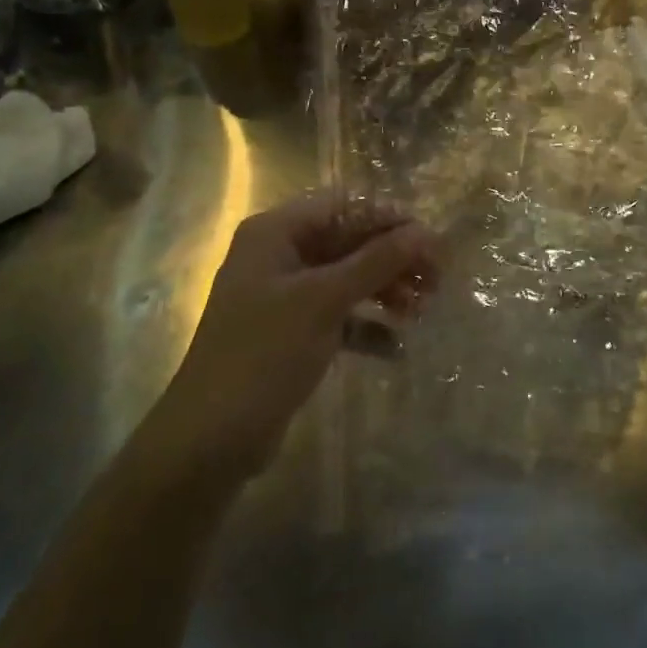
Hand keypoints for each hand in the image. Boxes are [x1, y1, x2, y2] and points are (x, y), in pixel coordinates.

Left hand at [165, 195, 438, 477]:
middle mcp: (279, 255)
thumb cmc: (264, 354)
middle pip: (348, 242)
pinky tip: (396, 349)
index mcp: (276, 232)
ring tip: (421, 312)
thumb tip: (426, 231)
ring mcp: (284, 296)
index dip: (389, 220)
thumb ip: (377, 261)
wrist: (210, 440)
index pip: (343, 207)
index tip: (432, 241)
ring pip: (347, 279)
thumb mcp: (324, 301)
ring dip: (385, 291)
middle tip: (436, 281)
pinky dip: (366, 326)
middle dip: (392, 260)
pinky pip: (338, 316)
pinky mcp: (292, 333)